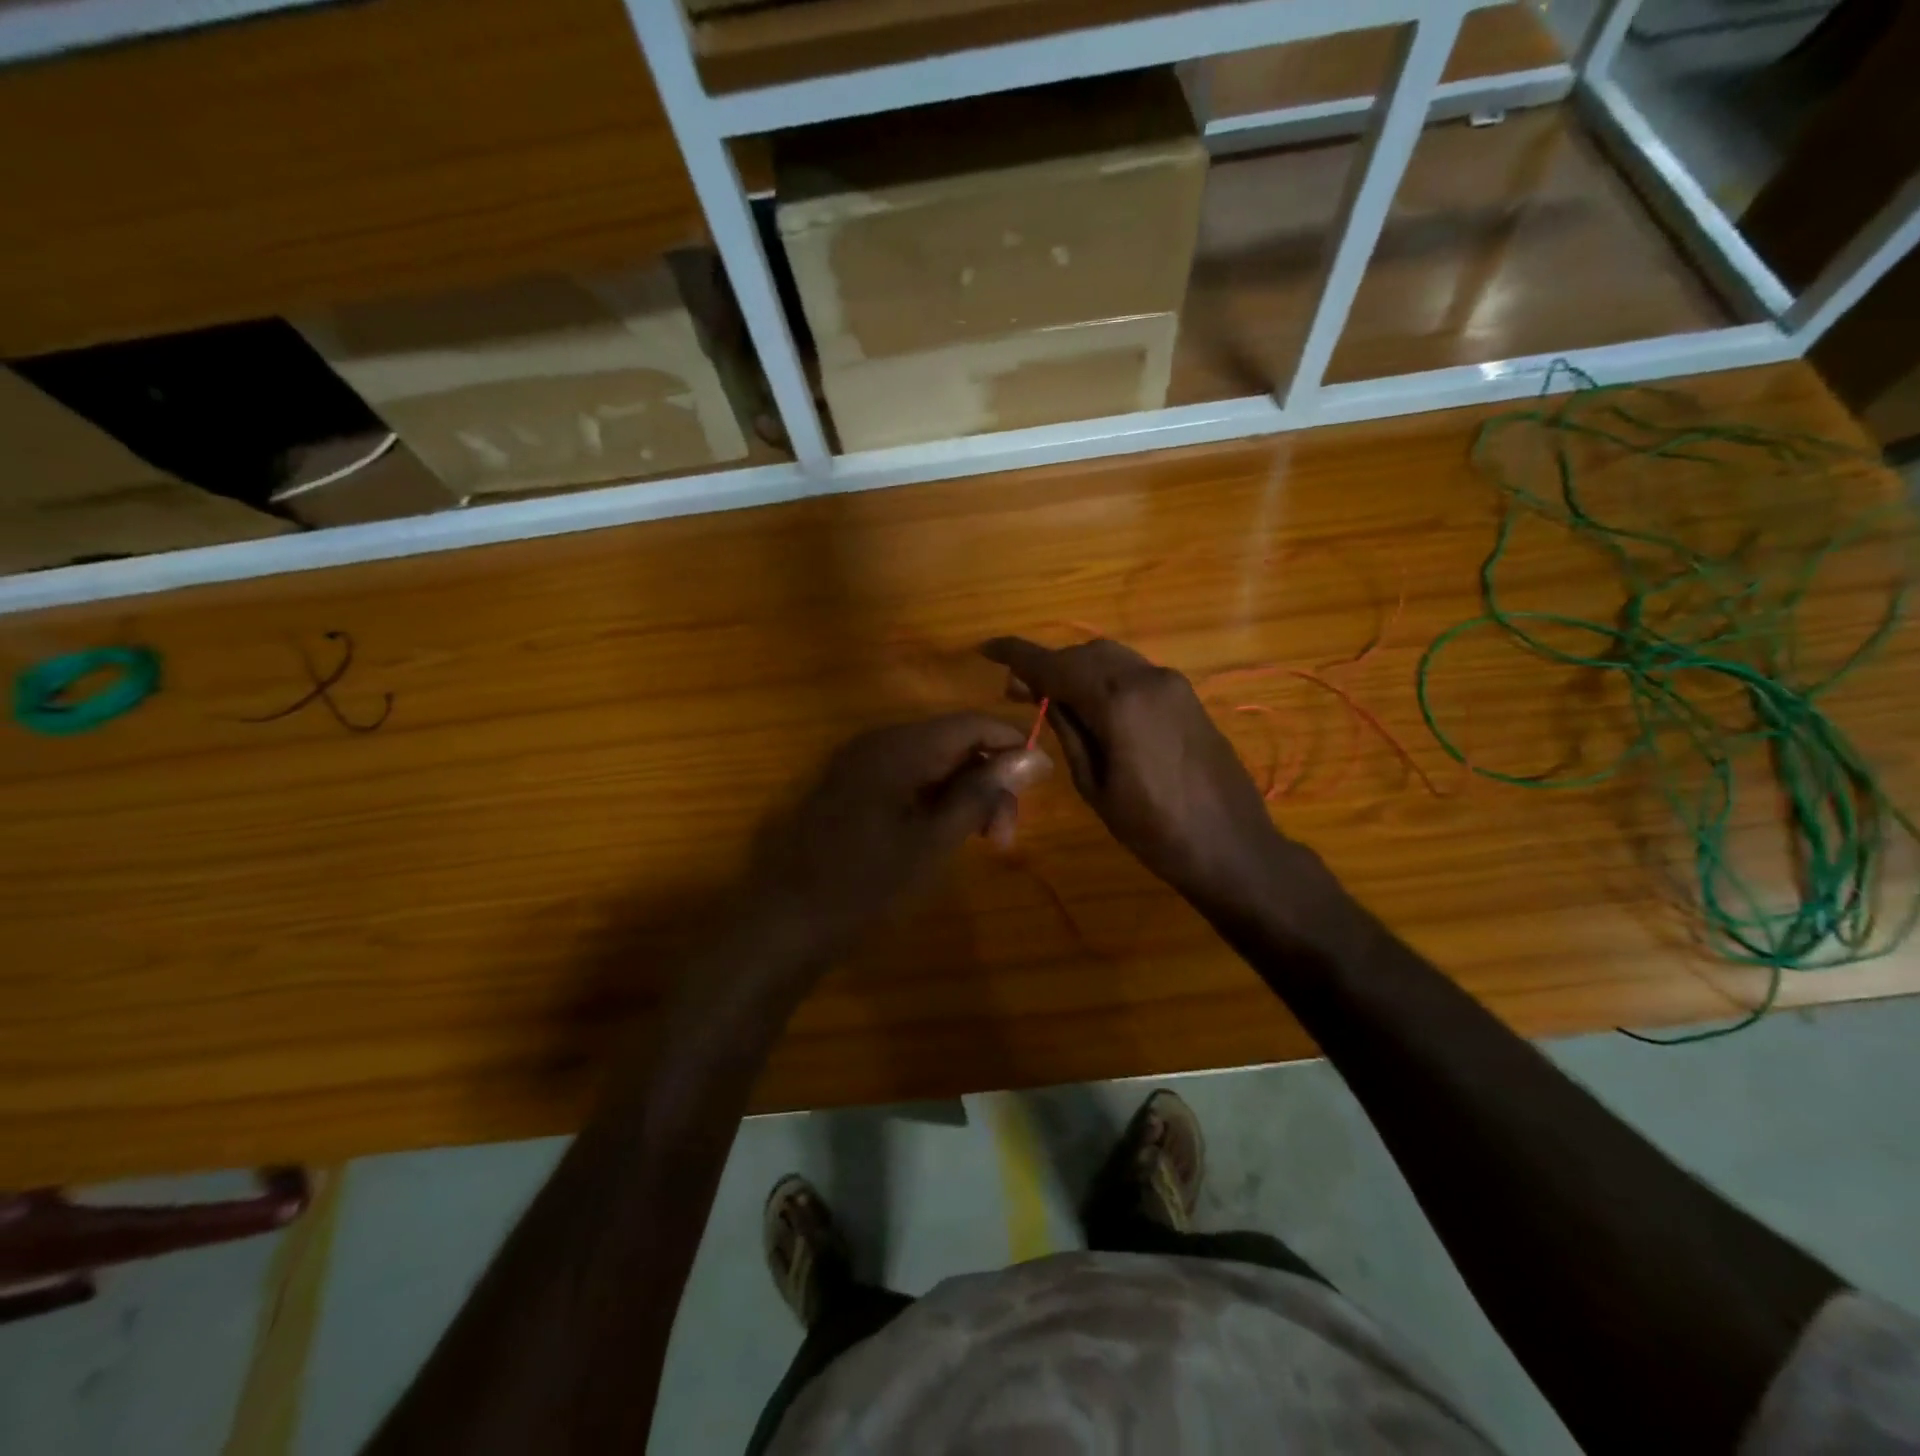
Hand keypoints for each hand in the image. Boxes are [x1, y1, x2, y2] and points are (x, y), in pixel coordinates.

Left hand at [748, 713, 1051, 963]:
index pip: (972, 724)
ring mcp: (861, 762)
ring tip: (981, 842)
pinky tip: (945, 833)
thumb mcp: (934, 842)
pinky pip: (908, 776)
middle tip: (1004, 837)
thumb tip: (1034, 757)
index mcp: (899, 747)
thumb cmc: (866, 886)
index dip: (1013, 746)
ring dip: (964, 794)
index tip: (1040, 786)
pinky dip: (935, 799)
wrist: (787, 921)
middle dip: (988, 781)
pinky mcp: (852, 785)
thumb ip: (983, 793)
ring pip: (933, 762)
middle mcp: (879, 741)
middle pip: (954, 742)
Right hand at [981, 636, 1286, 912]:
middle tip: (1016, 690)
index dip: (1017, 655)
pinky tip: (1092, 704)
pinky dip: (1105, 678)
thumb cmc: (1155, 831)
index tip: (986, 649)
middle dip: (1048, 665)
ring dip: (1077, 669)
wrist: (1232, 847)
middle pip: (1084, 655)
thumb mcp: (1096, 786)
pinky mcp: (1187, 696)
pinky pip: (1134, 673)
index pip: (1056, 665)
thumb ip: (1069, 732)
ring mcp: (1172, 684)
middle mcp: (1147, 679)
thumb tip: (1046, 697)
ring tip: (1051, 697)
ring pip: (1111, 659)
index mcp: (1119, 702)